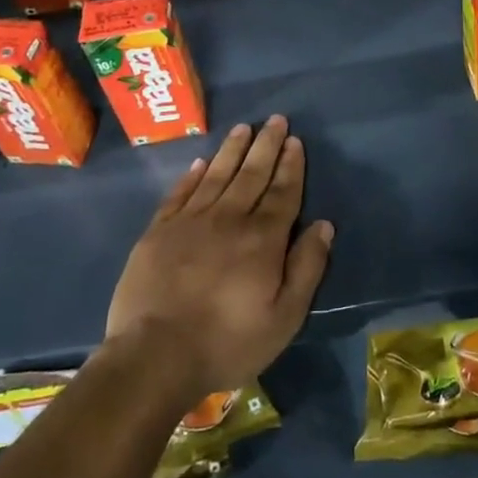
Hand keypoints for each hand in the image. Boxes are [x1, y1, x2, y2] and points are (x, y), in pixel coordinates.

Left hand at [105, 116, 333, 406]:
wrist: (154, 357)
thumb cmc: (228, 342)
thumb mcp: (284, 317)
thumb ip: (307, 268)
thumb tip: (323, 225)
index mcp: (262, 238)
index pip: (282, 192)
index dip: (291, 165)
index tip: (295, 141)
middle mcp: (228, 219)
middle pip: (251, 174)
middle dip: (266, 145)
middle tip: (275, 119)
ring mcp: (189, 223)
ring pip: (216, 175)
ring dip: (232, 150)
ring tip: (243, 128)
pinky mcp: (157, 233)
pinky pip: (179, 194)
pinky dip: (192, 176)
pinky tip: (200, 163)